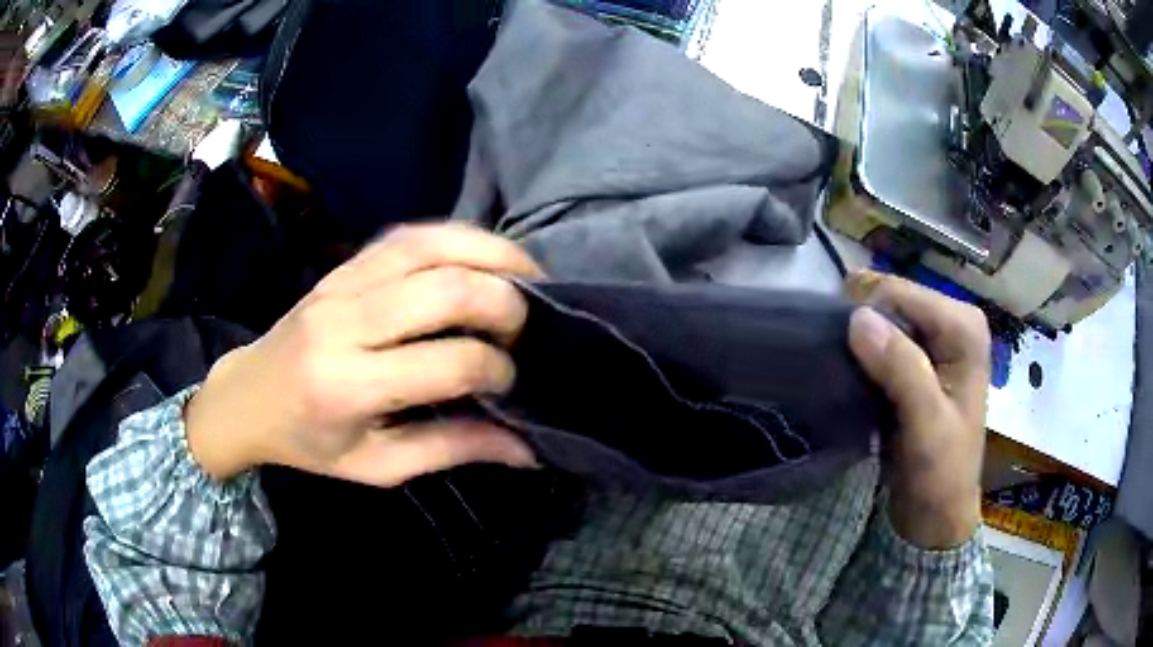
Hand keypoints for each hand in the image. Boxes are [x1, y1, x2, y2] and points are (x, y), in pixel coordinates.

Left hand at [185, 224, 542, 486]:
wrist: (247, 397)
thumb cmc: (310, 442)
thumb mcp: (377, 466)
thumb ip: (451, 450)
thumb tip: (527, 449)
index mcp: (349, 387)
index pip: (447, 364)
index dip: (496, 369)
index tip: (510, 382)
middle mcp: (345, 323)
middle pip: (444, 290)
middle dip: (504, 303)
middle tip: (528, 326)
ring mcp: (341, 283)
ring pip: (429, 246)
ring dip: (490, 253)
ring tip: (527, 274)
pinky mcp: (343, 265)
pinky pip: (408, 235)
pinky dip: (456, 237)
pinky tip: (482, 254)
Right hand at [846, 270, 989, 548]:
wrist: (936, 514)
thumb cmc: (940, 472)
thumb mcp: (926, 423)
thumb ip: (902, 369)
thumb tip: (858, 318)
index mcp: (963, 326)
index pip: (902, 294)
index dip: (865, 314)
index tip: (835, 346)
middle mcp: (951, 322)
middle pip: (892, 301)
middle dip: (861, 326)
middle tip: (836, 364)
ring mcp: (934, 341)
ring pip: (882, 320)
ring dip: (856, 342)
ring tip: (838, 371)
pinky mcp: (917, 362)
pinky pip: (881, 342)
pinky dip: (860, 356)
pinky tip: (849, 377)